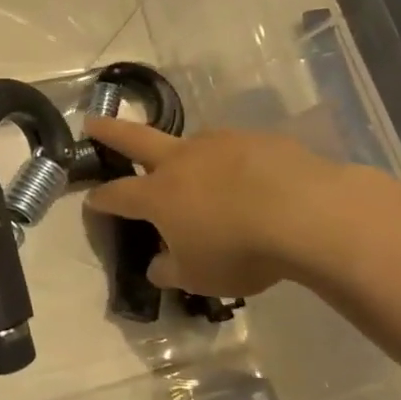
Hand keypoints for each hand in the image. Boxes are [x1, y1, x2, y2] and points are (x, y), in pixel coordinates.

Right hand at [83, 117, 347, 298]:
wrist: (309, 214)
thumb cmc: (242, 251)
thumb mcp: (199, 277)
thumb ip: (171, 270)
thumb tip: (157, 266)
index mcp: (158, 195)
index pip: (116, 195)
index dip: (100, 199)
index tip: (91, 201)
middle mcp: (181, 161)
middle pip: (134, 139)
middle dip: (109, 132)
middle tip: (91, 122)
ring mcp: (219, 144)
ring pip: (191, 143)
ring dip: (184, 153)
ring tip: (196, 169)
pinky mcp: (257, 140)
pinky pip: (236, 150)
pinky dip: (233, 163)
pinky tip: (251, 179)